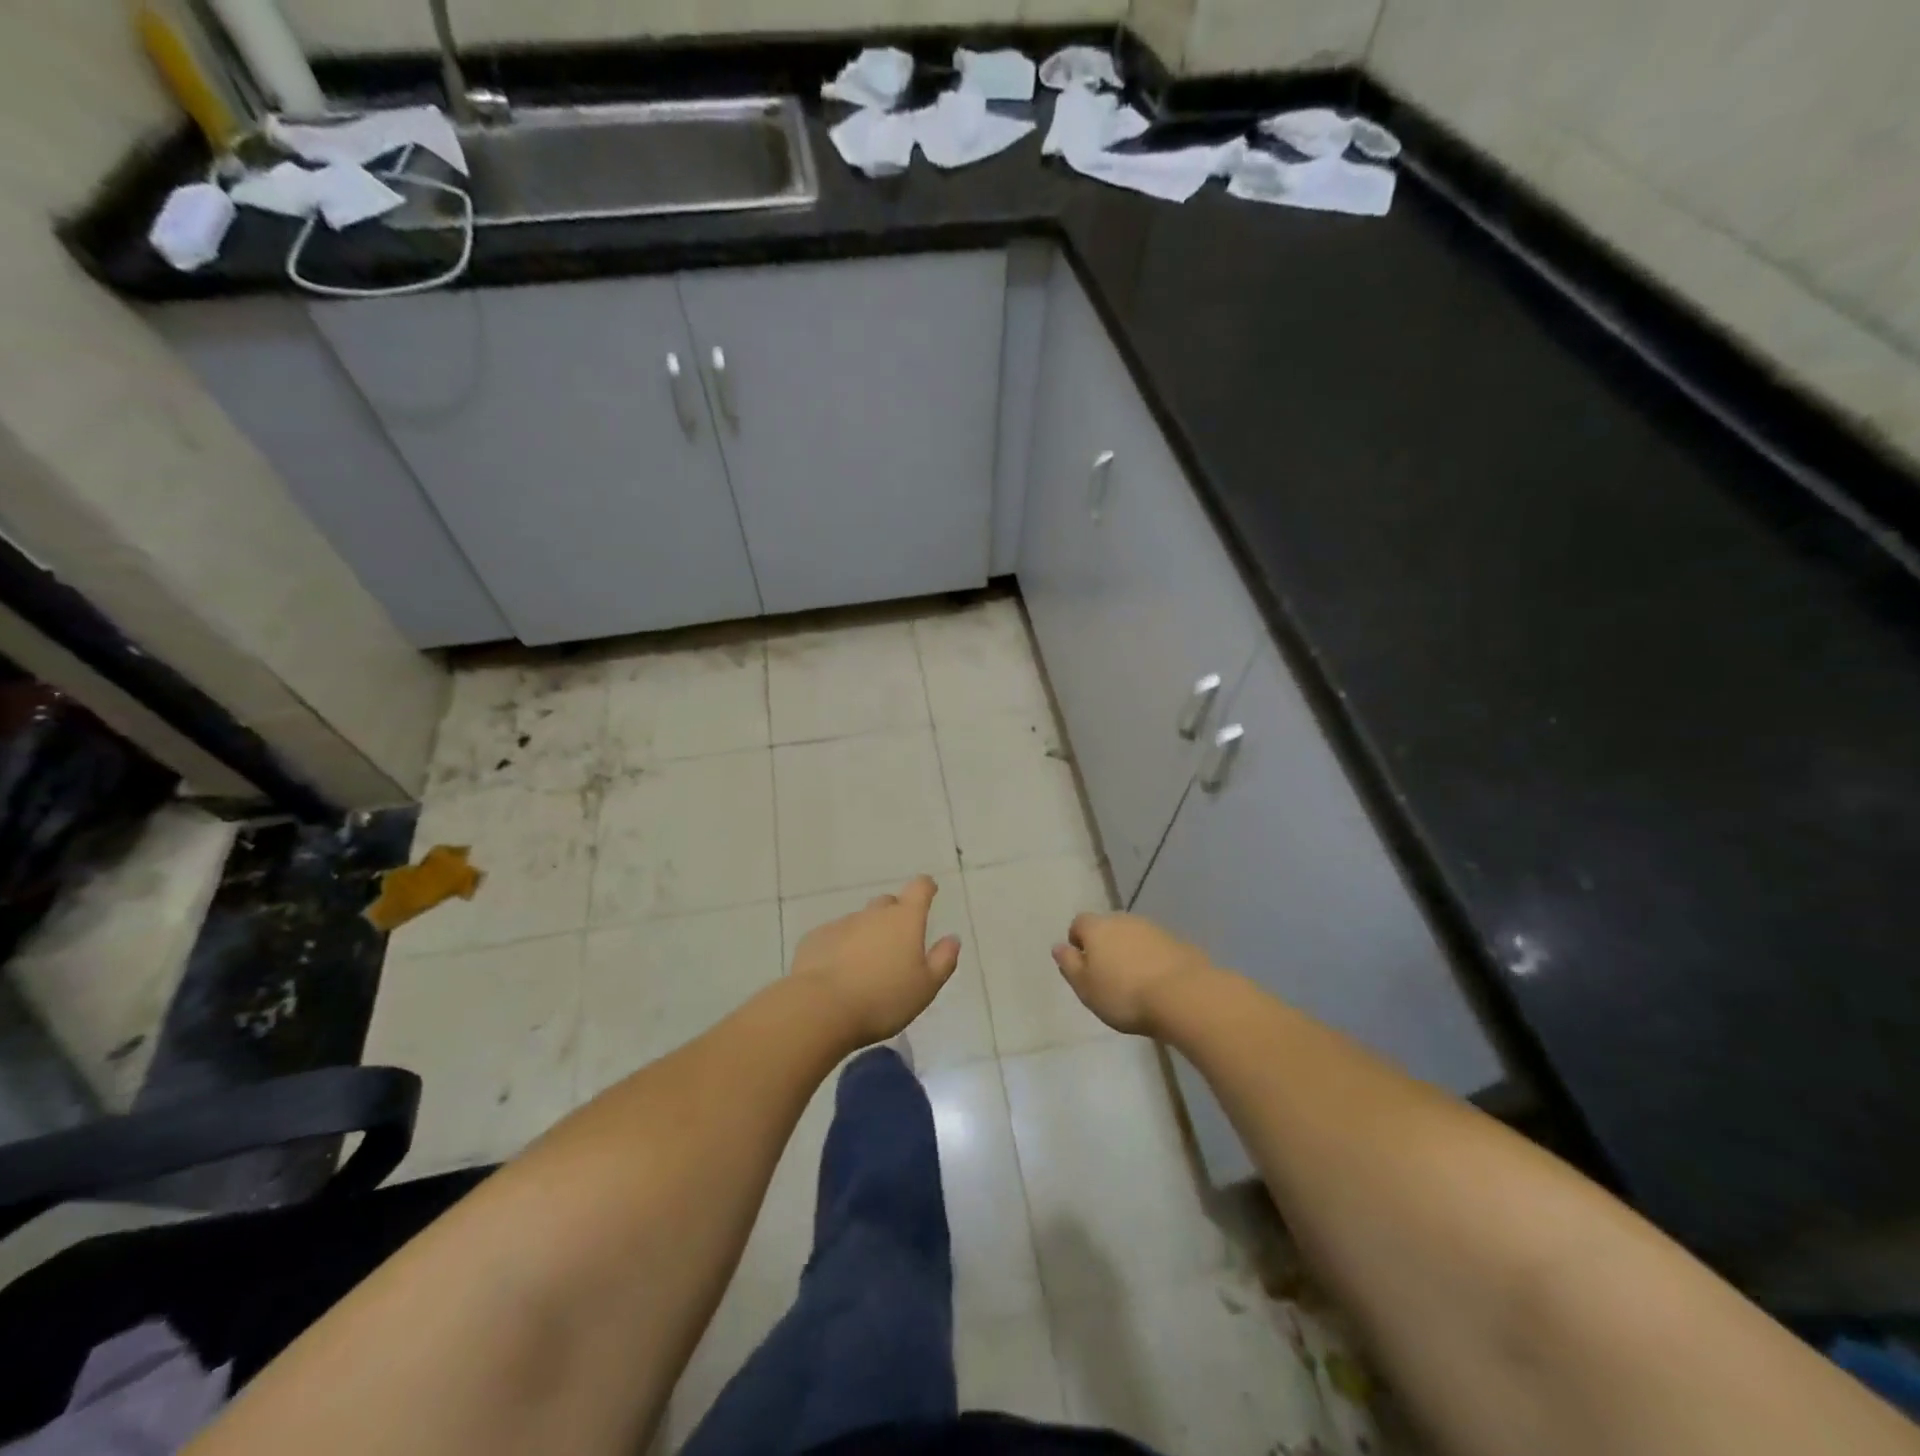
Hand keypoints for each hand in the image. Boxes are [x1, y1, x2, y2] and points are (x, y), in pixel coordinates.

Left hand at [790, 875, 961, 1046]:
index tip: (929, 890)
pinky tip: (837, 973)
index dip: (926, 887)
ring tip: (865, 967)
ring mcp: (841, 924)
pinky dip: (840, 948)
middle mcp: (873, 914)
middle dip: (894, 916)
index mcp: (904, 920)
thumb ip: (943, 960)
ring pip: (859, 922)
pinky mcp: (815, 939)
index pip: (919, 889)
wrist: (820, 1008)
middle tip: (897, 943)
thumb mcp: (925, 987)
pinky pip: (834, 937)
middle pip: (887, 904)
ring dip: (866, 935)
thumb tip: (952, 938)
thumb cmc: (883, 999)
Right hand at [1052, 911, 1213, 1035]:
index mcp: (1097, 928)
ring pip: (1133, 936)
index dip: (1077, 941)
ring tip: (1134, 982)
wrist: (1183, 995)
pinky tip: (1157, 983)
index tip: (1082, 965)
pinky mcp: (1177, 941)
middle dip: (1105, 946)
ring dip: (1130, 952)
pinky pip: (1156, 947)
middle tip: (1107, 975)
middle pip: (1107, 927)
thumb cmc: (1125, 995)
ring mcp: (1153, 928)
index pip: (1079, 923)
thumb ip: (1069, 965)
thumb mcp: (1086, 988)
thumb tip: (1058, 946)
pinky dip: (1152, 959)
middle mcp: (1124, 919)